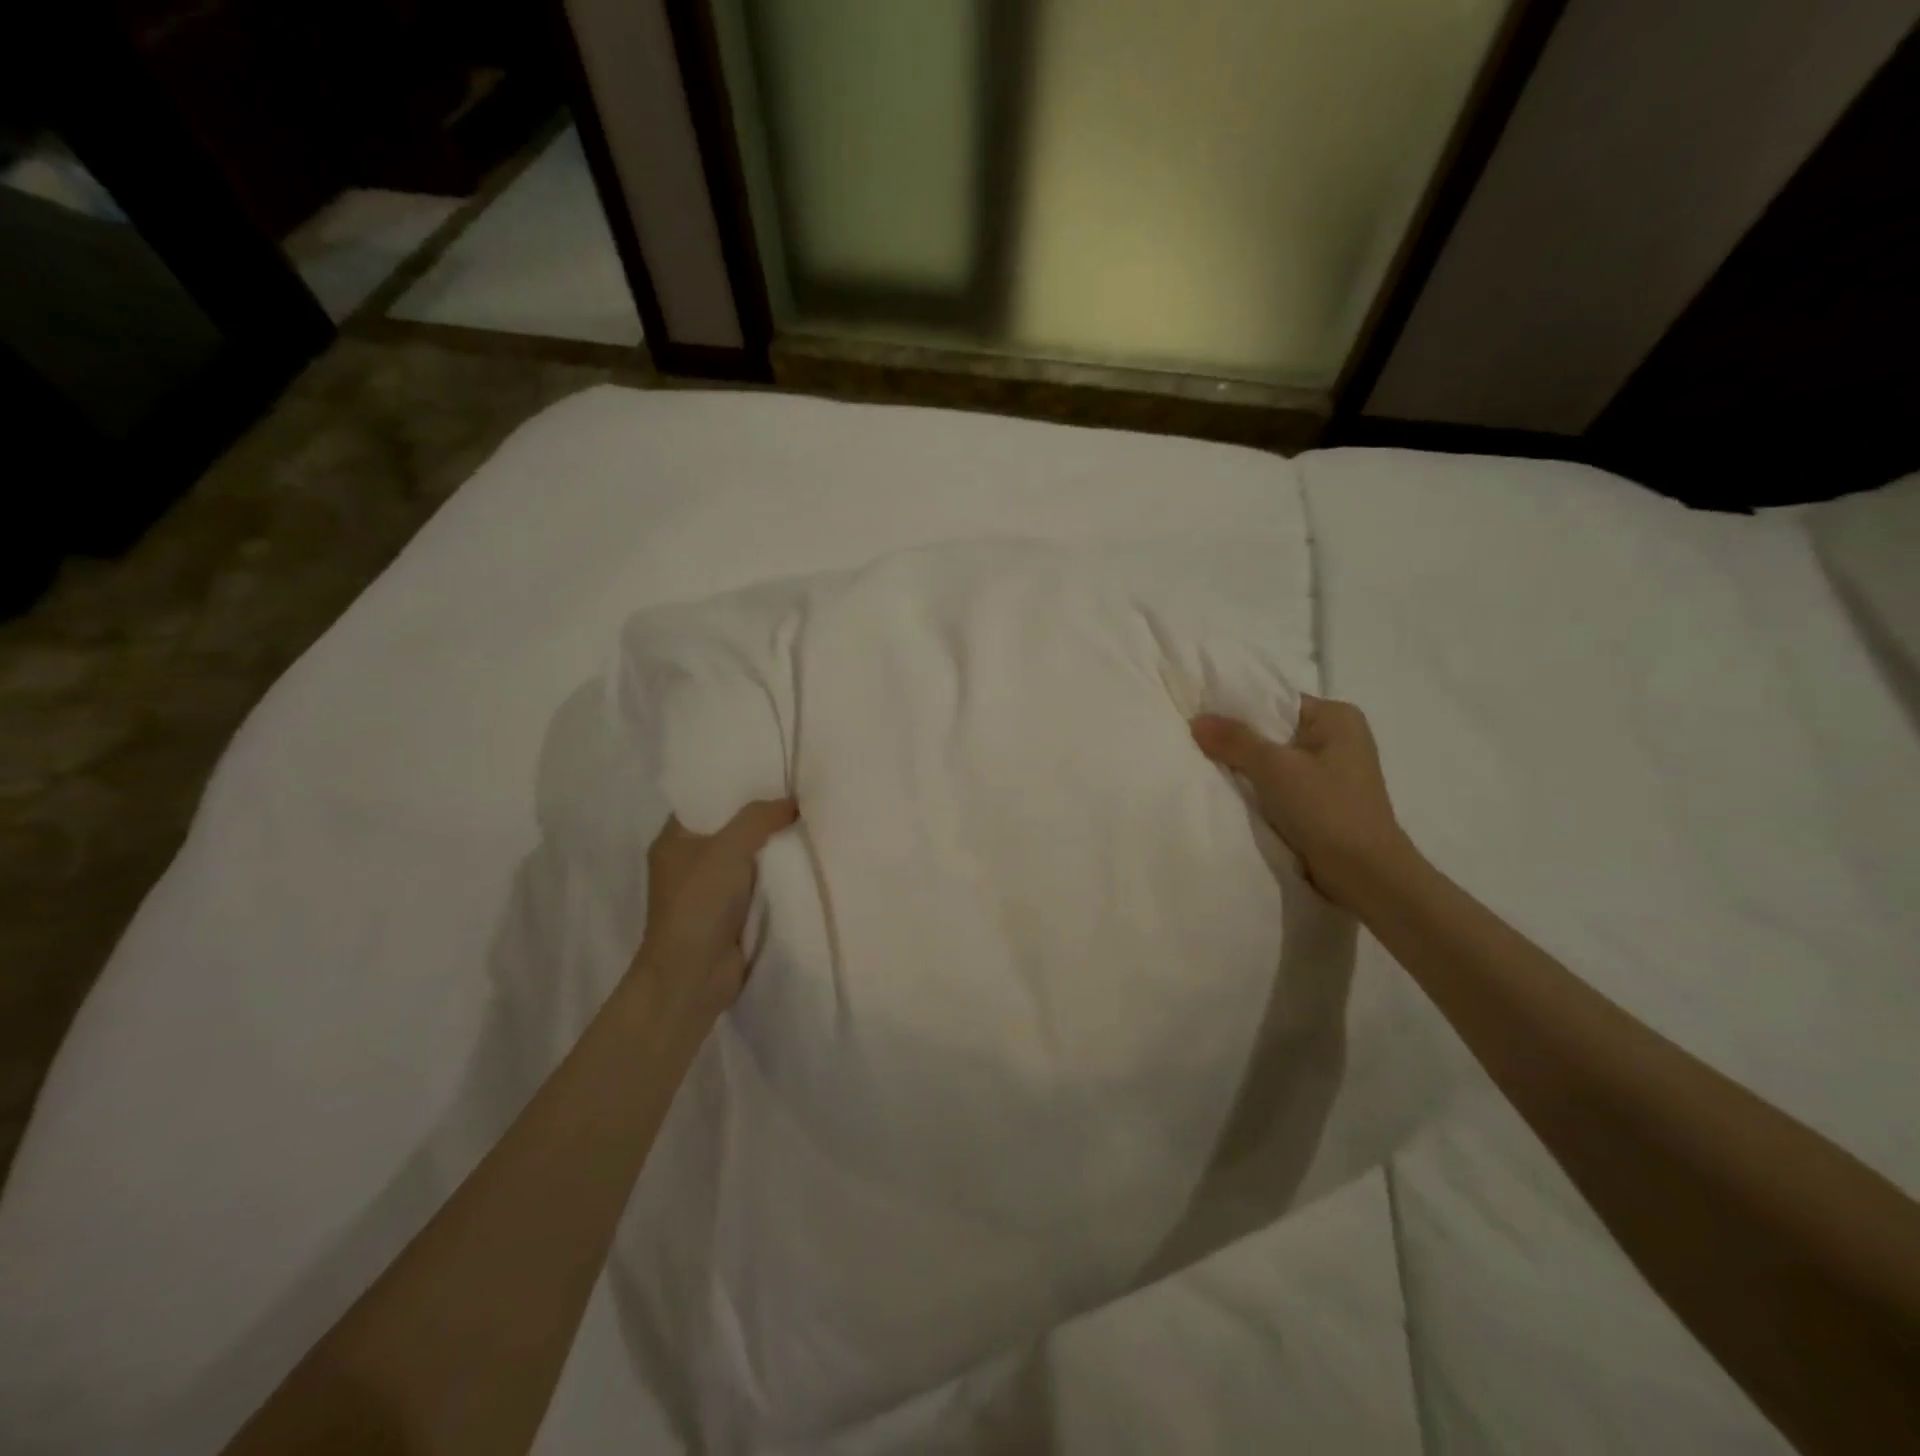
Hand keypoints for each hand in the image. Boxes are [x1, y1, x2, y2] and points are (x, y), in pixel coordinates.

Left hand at [637, 799, 797, 1009]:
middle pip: (733, 827)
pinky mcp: (732, 913)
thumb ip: (758, 818)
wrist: (693, 977)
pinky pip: (761, 883)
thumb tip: (793, 802)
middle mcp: (691, 860)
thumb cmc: (698, 905)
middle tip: (801, 793)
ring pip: (750, 856)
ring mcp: (712, 889)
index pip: (707, 799)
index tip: (773, 772)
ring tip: (813, 820)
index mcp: (675, 839)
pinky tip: (808, 859)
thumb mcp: (727, 849)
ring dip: (775, 847)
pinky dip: (780, 875)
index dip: (737, 785)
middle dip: (764, 815)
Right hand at [1191, 697, 1414, 910]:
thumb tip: (1197, 719)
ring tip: (1207, 766)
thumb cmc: (1327, 809)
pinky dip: (1260, 788)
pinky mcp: (1325, 801)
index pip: (1277, 701)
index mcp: (1337, 717)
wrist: (1365, 874)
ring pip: (1276, 760)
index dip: (1237, 708)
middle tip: (1196, 741)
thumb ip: (1235, 740)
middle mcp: (1339, 738)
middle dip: (1239, 740)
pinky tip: (1233, 793)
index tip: (1200, 715)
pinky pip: (1283, 784)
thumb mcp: (1275, 768)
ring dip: (1248, 767)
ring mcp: (1333, 772)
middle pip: (1274, 730)